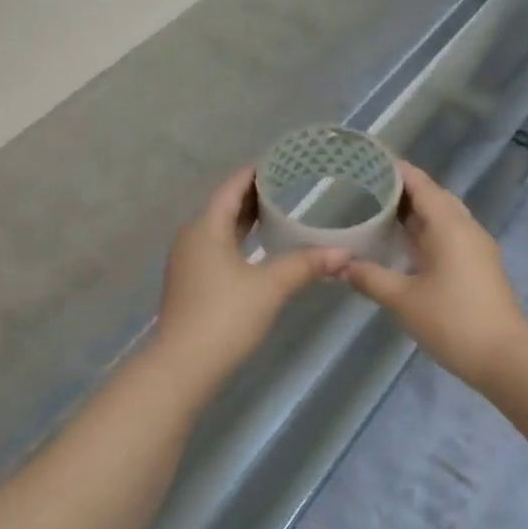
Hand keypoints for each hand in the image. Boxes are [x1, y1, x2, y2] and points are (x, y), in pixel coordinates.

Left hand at [154, 167, 346, 380]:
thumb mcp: (271, 287)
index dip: (255, 173)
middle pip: (223, 206)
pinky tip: (256, 250)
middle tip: (287, 186)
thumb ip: (306, 265)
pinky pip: (214, 248)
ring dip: (244, 220)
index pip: (231, 187)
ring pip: (218, 229)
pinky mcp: (188, 283)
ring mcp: (186, 262)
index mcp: (206, 227)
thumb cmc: (225, 316)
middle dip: (252, 195)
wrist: (183, 365)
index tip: (280, 163)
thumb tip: (344, 254)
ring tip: (276, 214)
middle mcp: (191, 237)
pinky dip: (236, 240)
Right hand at [343, 161, 527, 387]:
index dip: (395, 170)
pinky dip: (424, 231)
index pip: (421, 184)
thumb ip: (370, 277)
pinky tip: (403, 243)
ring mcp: (475, 247)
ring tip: (379, 210)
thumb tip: (340, 265)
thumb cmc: (452, 321)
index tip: (368, 160)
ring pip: (442, 217)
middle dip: (402, 189)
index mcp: (449, 226)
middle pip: (433, 196)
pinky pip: (448, 235)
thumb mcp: (403, 299)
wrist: (504, 358)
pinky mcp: (477, 266)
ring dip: (414, 211)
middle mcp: (465, 228)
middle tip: (366, 186)